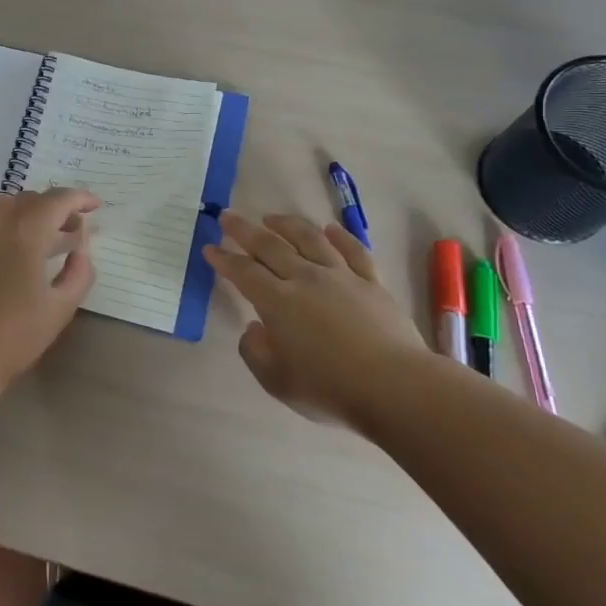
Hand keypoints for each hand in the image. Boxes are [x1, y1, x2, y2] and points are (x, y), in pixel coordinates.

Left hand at [0, 188, 98, 388]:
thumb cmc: (12, 336)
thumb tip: (80, 251)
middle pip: (27, 199)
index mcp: (24, 233)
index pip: (57, 200)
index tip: (93, 205)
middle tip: (66, 229)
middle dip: (51, 208)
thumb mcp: (60, 308)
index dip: (78, 198)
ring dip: (20, 211)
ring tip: (32, 235)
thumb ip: (79, 273)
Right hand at [204, 211, 428, 425]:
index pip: (243, 272)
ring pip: (309, 239)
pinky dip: (339, 236)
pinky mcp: (372, 282)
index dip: (223, 258)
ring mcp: (341, 276)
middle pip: (270, 245)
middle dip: (244, 230)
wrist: (396, 387)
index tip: (209, 247)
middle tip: (228, 216)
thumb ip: (255, 352)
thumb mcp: (276, 381)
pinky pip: (353, 251)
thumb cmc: (330, 388)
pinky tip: (330, 229)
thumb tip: (254, 328)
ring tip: (272, 216)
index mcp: (277, 301)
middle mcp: (305, 278)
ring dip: (287, 224)